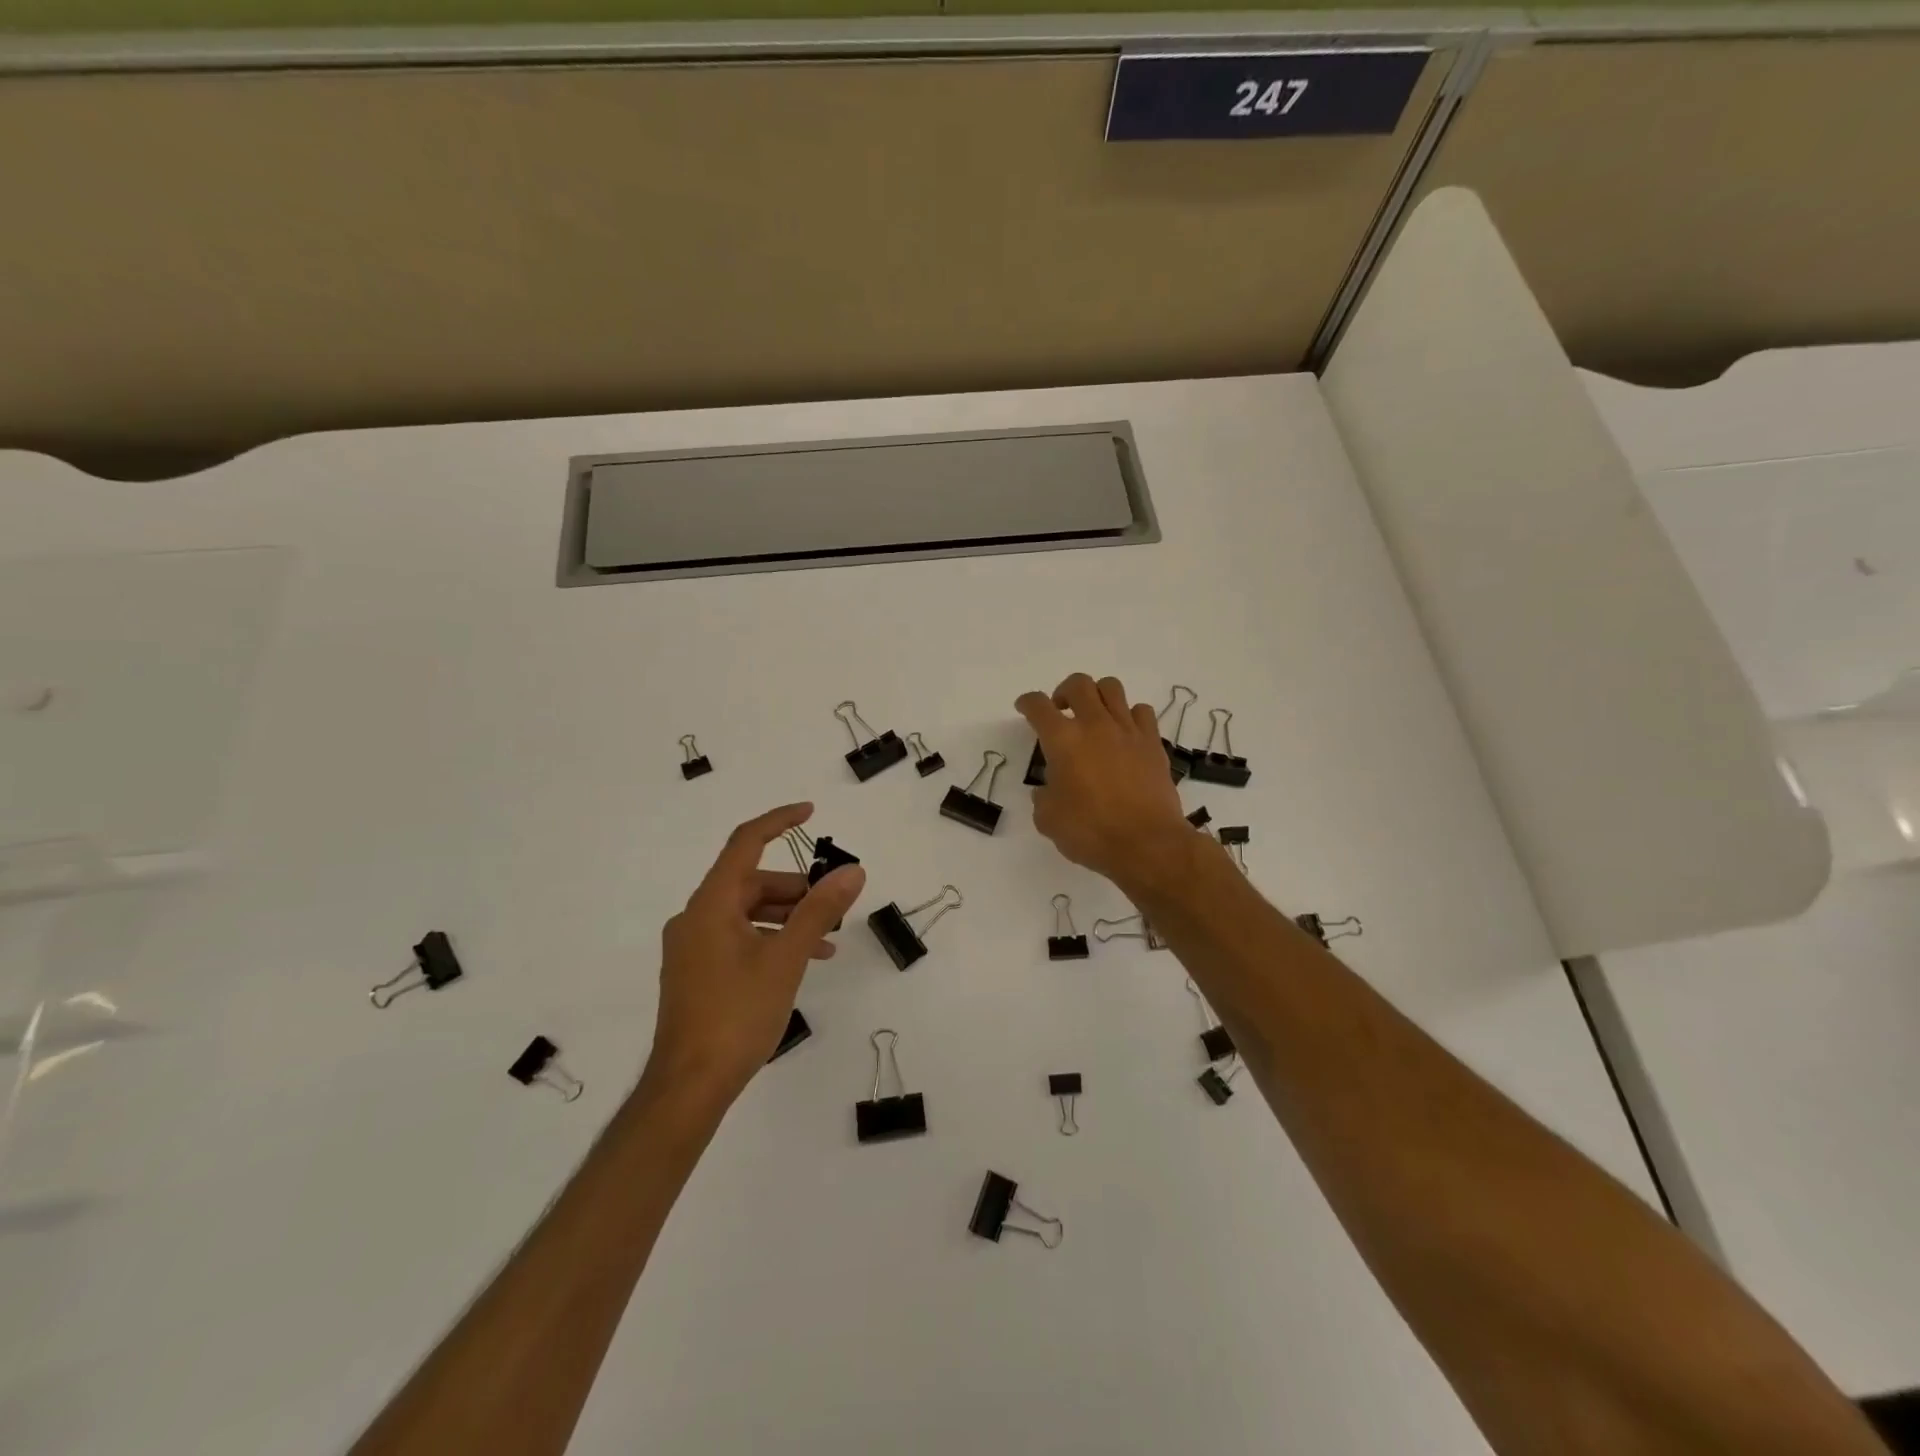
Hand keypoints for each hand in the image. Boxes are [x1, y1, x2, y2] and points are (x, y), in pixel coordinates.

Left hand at [648, 802, 865, 1100]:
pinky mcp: (696, 971)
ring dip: (788, 918)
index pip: (745, 843)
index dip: (778, 821)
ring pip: (747, 912)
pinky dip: (770, 938)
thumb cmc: (737, 1014)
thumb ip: (819, 910)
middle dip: (796, 889)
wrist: (688, 1086)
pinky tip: (801, 961)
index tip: (810, 811)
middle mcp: (695, 917)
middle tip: (834, 905)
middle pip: (751, 883)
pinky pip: (738, 937)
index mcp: (710, 904)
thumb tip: (852, 871)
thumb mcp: (787, 958)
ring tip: (827, 939)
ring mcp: (692, 946)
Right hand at [1016, 673, 1193, 892]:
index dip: (1027, 702)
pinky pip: (1141, 711)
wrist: (1147, 844)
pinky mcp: (1153, 742)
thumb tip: (1047, 791)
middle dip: (1064, 691)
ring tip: (1094, 716)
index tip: (1025, 708)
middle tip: (1061, 711)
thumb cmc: (1091, 832)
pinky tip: (1124, 733)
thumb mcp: (1048, 820)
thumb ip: (1043, 798)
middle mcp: (1095, 725)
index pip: (1038, 705)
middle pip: (1078, 683)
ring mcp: (1127, 730)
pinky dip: (1129, 715)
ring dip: (1097, 696)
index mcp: (1063, 740)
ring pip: (1112, 688)